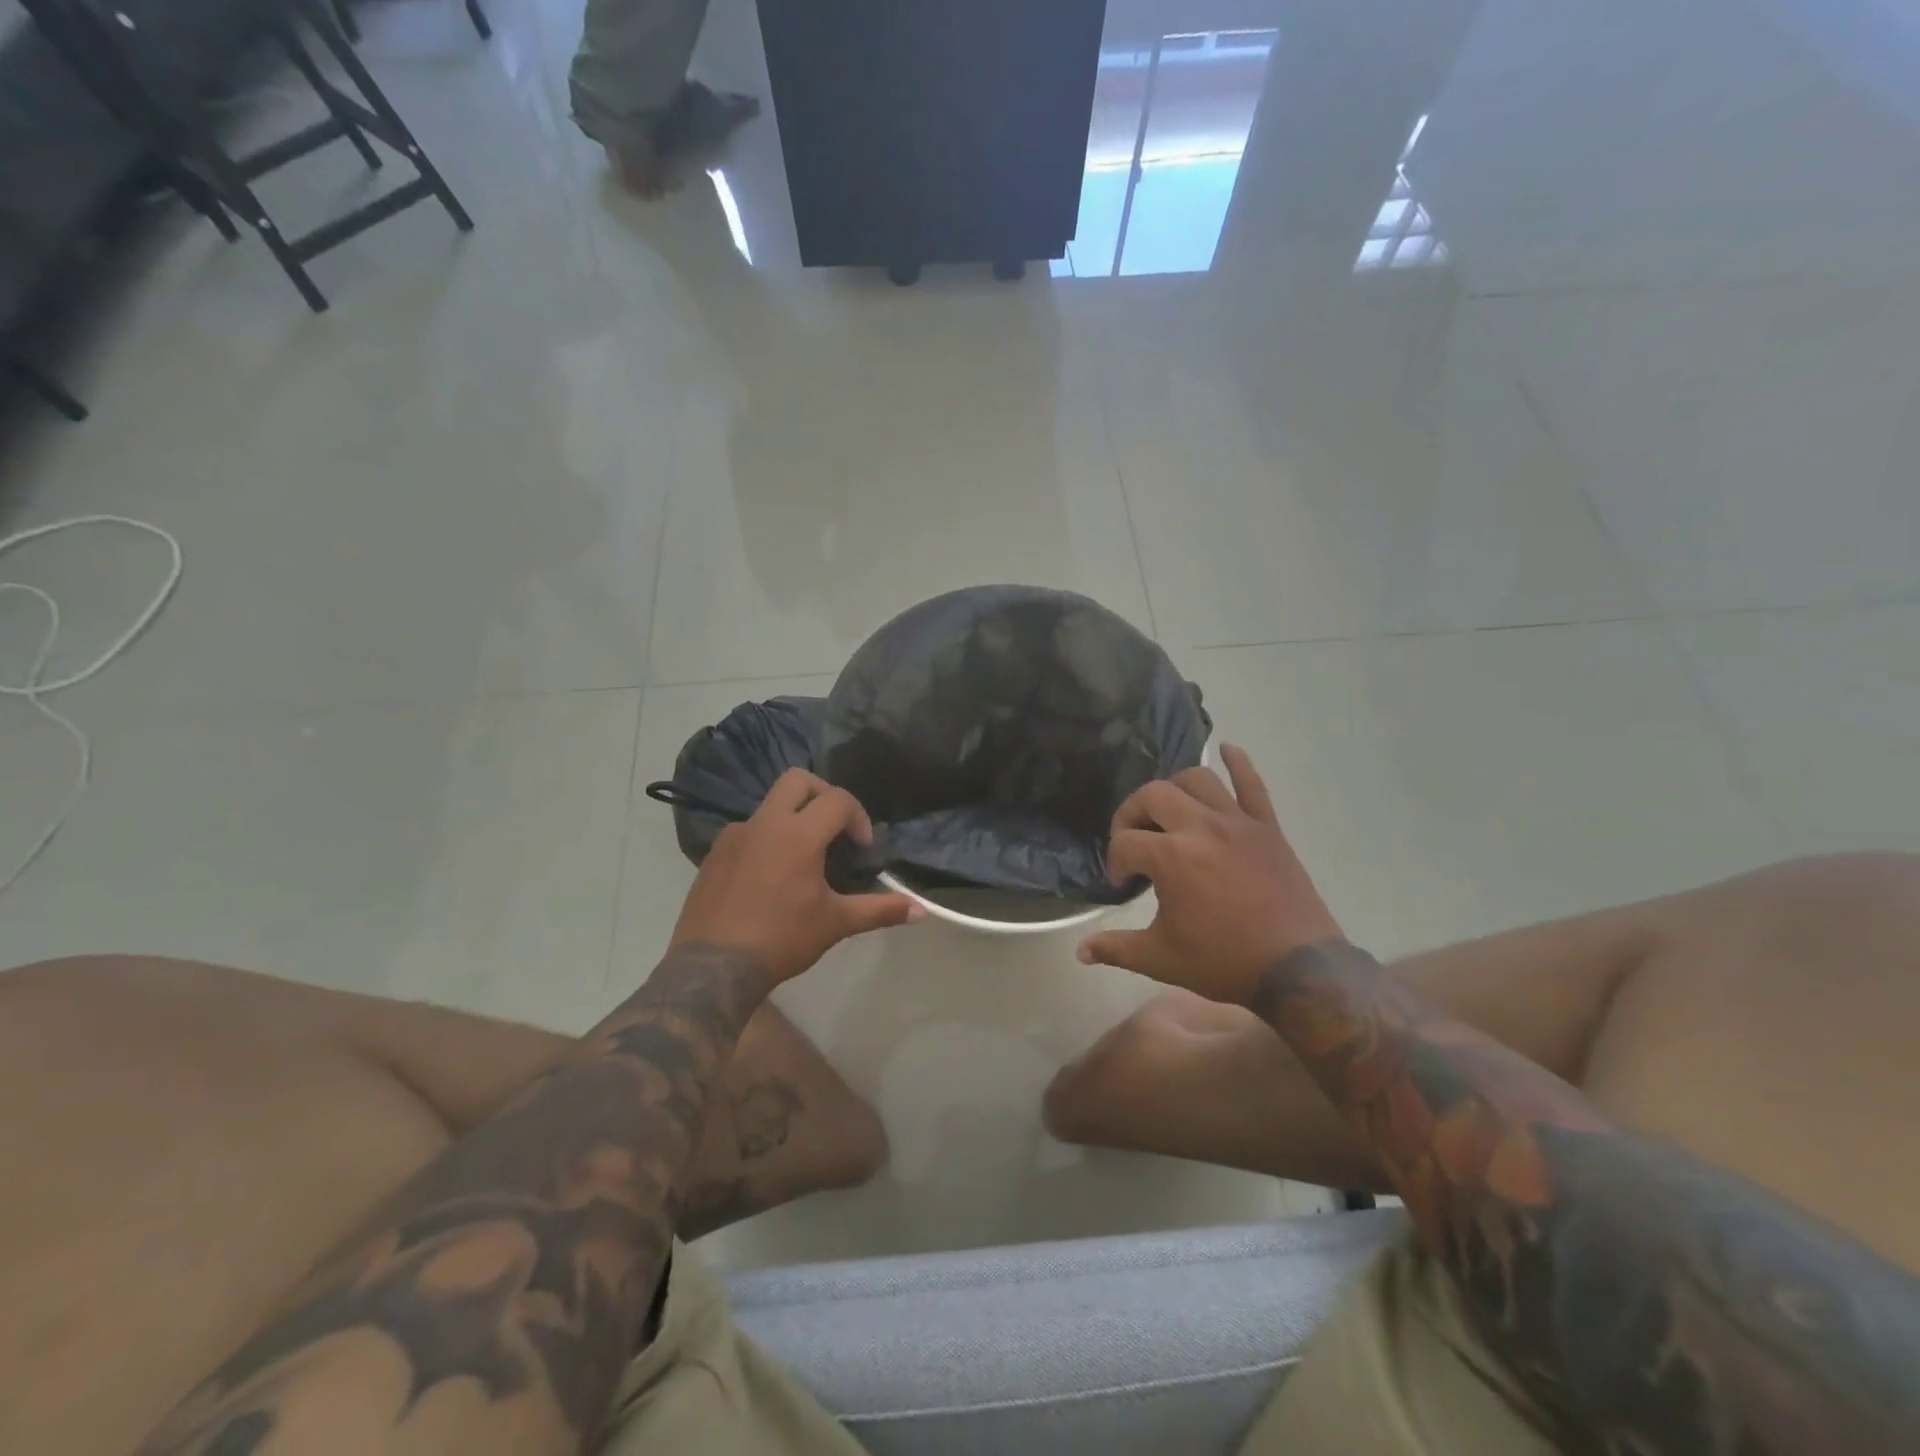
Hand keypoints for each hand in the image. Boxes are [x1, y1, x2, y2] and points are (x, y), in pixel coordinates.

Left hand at [672, 769, 922, 985]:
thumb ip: (879, 910)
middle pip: (798, 780)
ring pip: (770, 805)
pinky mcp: (715, 853)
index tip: (862, 848)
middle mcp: (765, 823)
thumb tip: (921, 910)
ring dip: (793, 818)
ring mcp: (735, 835)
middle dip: (824, 794)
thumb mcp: (835, 924)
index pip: (838, 800)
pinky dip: (767, 840)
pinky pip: (748, 831)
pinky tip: (770, 877)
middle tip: (835, 828)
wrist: (713, 968)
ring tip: (803, 859)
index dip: (858, 817)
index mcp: (798, 835)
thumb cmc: (781, 940)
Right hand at [1077, 745, 1343, 1003]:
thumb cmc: (1225, 963)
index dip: (1116, 863)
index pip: (1125, 842)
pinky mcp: (1267, 827)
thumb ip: (1116, 948)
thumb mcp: (1162, 959)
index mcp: (1172, 856)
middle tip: (1133, 841)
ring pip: (1198, 779)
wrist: (1298, 970)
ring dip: (1174, 789)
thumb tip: (1081, 950)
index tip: (1122, 884)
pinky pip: (1253, 784)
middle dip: (1132, 815)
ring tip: (1168, 812)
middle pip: (1153, 795)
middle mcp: (1201, 827)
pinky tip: (1226, 749)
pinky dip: (1239, 763)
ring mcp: (1238, 822)